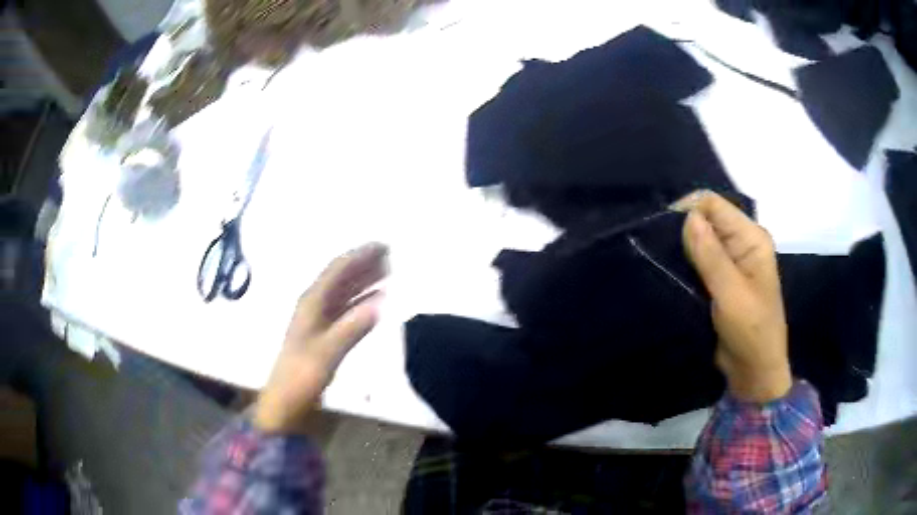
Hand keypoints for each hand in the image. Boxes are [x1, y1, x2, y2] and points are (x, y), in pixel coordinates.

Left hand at [254, 243, 388, 433]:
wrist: (287, 401)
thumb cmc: (302, 375)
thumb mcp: (327, 352)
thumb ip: (352, 328)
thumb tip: (380, 303)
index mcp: (311, 303)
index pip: (337, 270)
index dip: (359, 256)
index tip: (383, 246)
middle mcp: (314, 305)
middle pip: (341, 277)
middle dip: (364, 264)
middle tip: (390, 254)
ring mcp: (319, 319)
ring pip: (345, 292)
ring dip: (364, 280)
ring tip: (388, 271)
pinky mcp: (325, 334)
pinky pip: (346, 309)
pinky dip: (362, 302)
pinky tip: (376, 301)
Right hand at [676, 192, 791, 402]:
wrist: (755, 371)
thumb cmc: (751, 332)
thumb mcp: (731, 294)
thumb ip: (711, 255)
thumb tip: (687, 217)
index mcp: (751, 238)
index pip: (714, 205)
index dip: (688, 211)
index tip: (664, 233)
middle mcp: (742, 243)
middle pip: (707, 219)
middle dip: (683, 230)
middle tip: (662, 253)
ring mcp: (732, 261)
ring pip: (701, 240)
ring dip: (683, 249)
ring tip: (663, 263)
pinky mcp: (722, 279)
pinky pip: (700, 260)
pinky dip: (686, 264)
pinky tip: (672, 273)